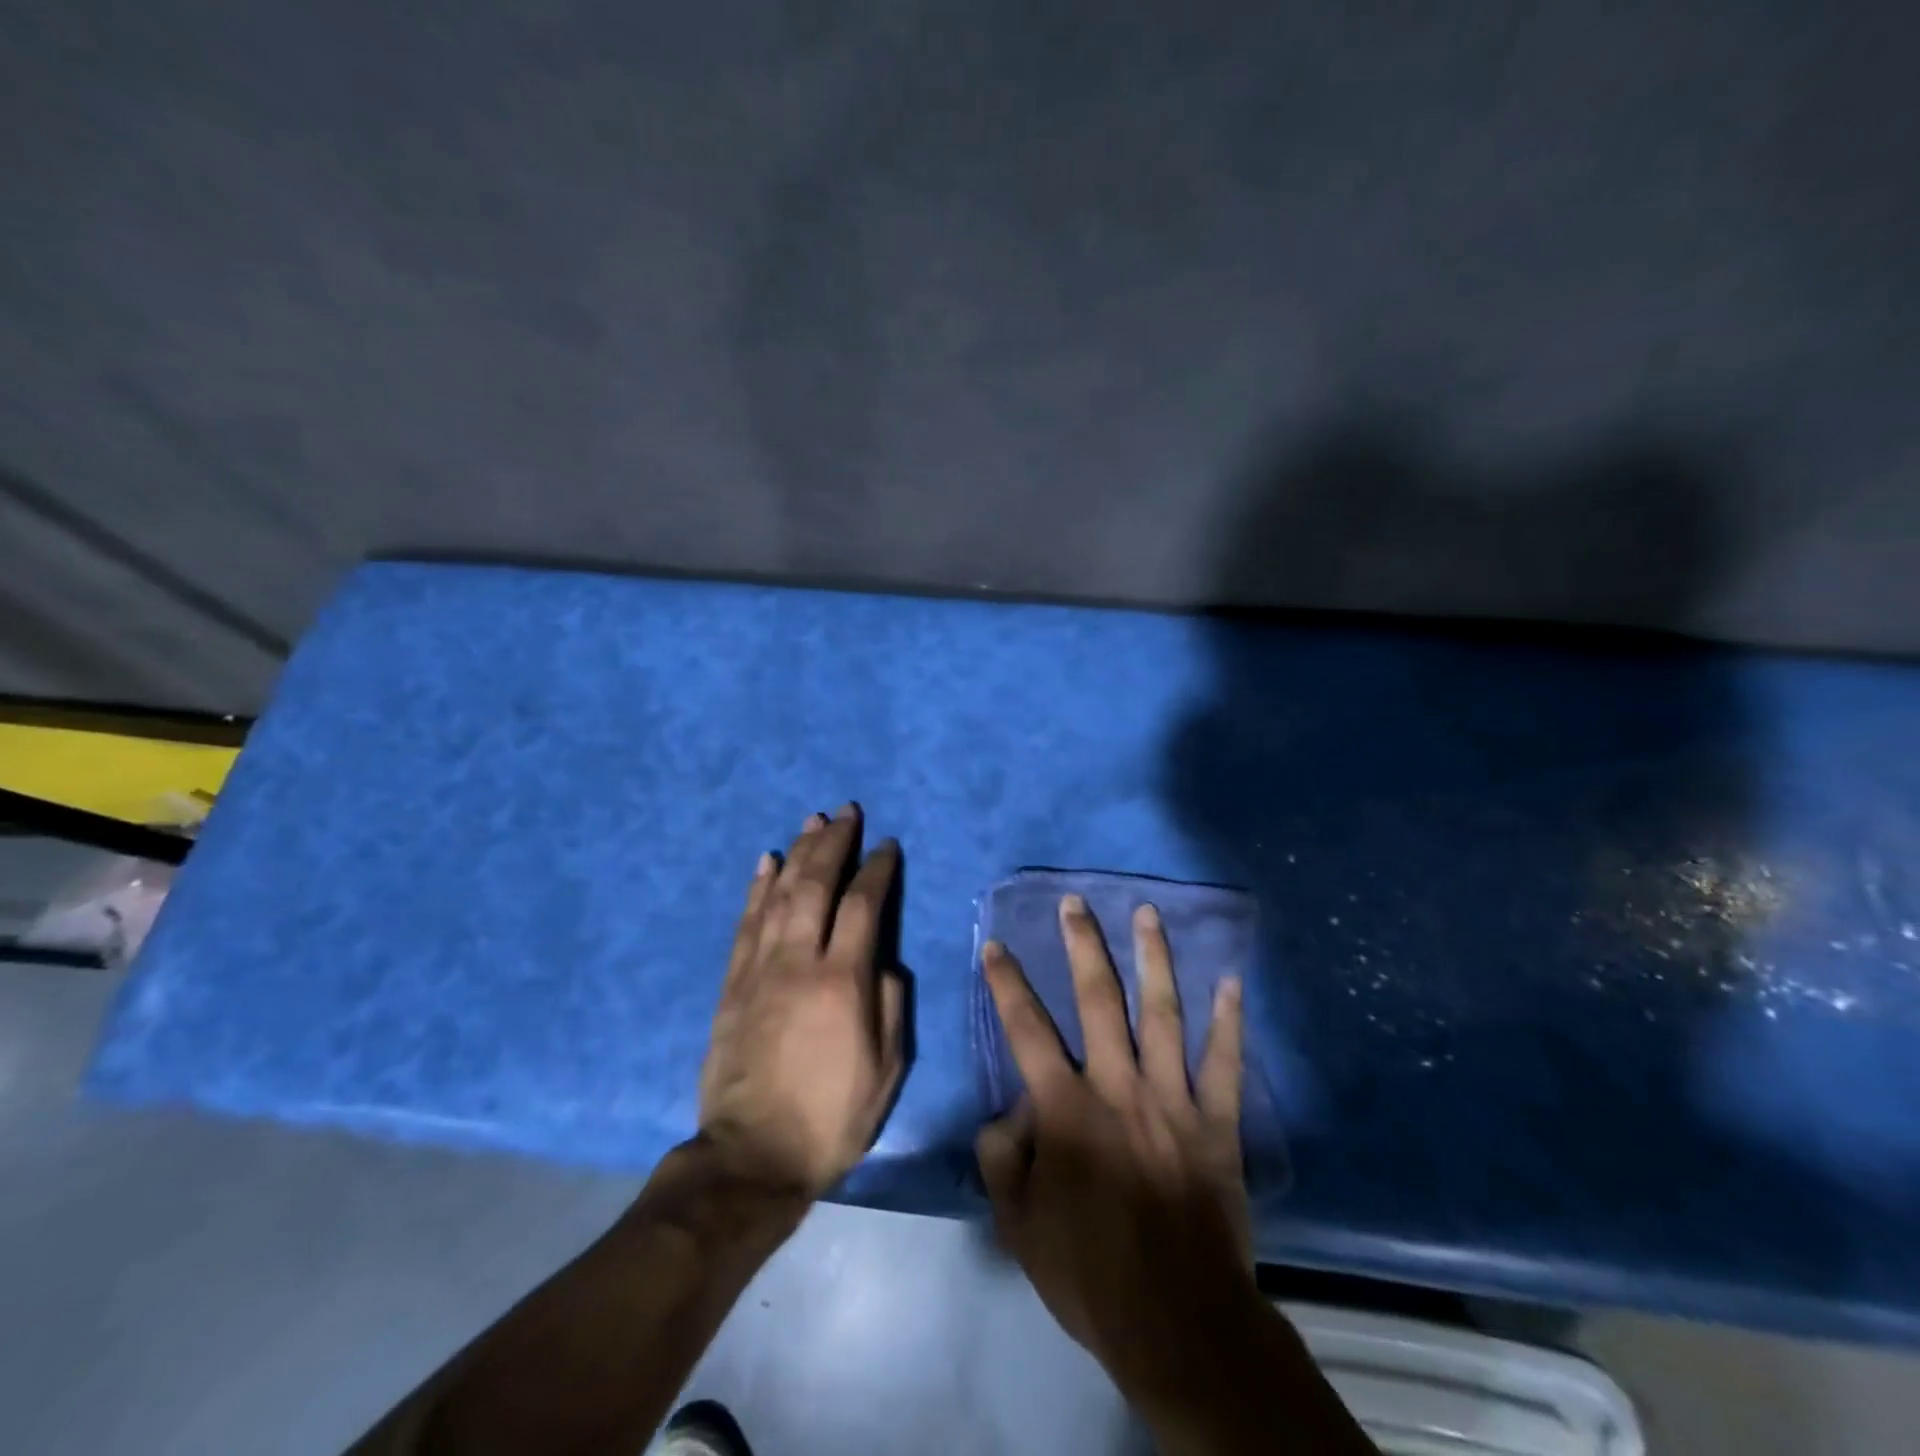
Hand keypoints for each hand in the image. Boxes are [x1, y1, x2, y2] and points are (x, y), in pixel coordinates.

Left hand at [698, 806, 906, 1198]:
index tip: (886, 846)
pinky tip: (765, 862)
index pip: (863, 906)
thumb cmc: (831, 1117)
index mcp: (842, 982)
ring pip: (778, 895)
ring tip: (811, 822)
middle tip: (846, 812)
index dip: (877, 870)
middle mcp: (798, 962)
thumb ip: (890, 1005)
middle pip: (816, 886)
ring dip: (797, 854)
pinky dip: (756, 888)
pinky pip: (745, 924)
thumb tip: (884, 962)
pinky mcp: (732, 984)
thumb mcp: (887, 1070)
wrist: (751, 1157)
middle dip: (833, 844)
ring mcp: (759, 970)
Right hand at [976, 894, 1255, 1403]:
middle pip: (1098, 1000)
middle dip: (1083, 946)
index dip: (1007, 984)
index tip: (996, 944)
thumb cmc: (1090, 1272)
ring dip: (1154, 959)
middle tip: (1075, 903)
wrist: (1178, 1321)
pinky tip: (1231, 981)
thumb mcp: (1018, 1225)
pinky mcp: (1217, 1122)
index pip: (1026, 1030)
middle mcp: (1119, 1087)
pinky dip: (1229, 1021)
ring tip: (1148, 913)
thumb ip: (1001, 1159)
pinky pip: (1226, 1063)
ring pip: (1162, 1013)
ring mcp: (1173, 1099)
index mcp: (1067, 1108)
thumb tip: (1007, 1112)